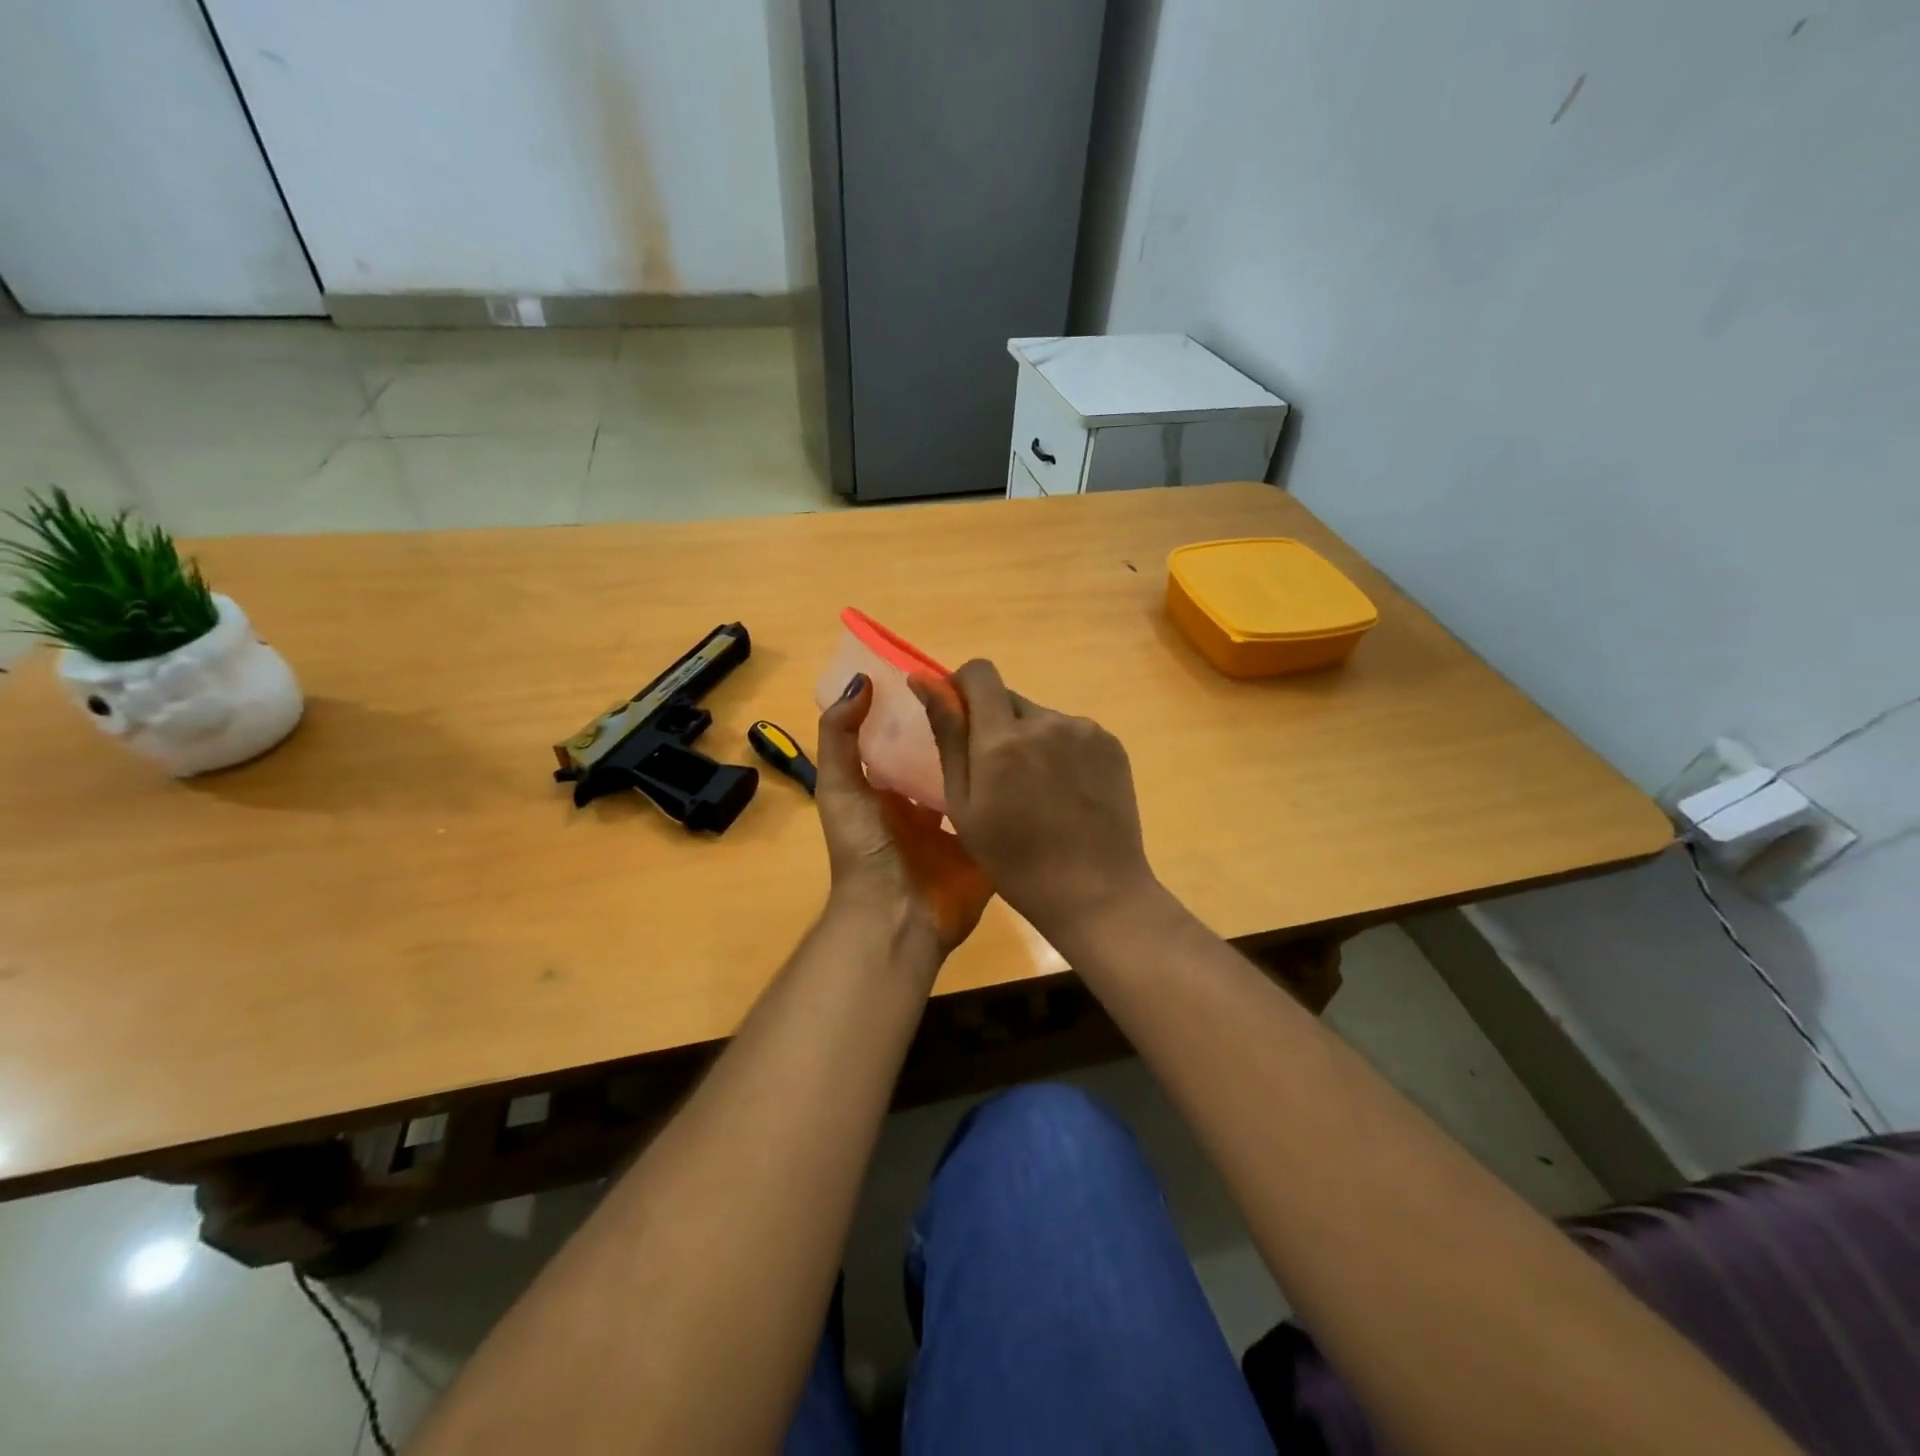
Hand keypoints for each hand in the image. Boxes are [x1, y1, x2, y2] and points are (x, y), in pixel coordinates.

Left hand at [815, 674, 992, 957]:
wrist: (898, 915)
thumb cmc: (866, 848)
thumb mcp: (840, 787)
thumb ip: (840, 736)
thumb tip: (862, 681)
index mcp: (891, 788)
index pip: (910, 739)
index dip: (925, 711)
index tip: (948, 678)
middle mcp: (925, 802)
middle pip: (947, 756)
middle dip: (964, 730)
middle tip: (994, 695)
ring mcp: (959, 823)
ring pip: (978, 779)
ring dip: (992, 756)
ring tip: (1020, 717)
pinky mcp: (987, 842)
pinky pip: (1003, 809)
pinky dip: (1016, 790)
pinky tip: (1037, 758)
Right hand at [910, 660, 1156, 942]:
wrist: (1095, 892)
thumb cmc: (1015, 860)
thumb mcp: (964, 804)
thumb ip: (948, 736)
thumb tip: (924, 681)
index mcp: (1002, 737)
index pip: (979, 673)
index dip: (963, 687)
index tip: (960, 719)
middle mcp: (1046, 721)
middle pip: (1009, 698)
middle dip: (996, 724)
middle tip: (999, 776)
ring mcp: (1084, 730)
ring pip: (1041, 718)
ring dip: (1030, 740)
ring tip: (1038, 792)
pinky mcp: (1111, 744)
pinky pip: (1072, 733)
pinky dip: (1061, 751)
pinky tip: (1066, 794)